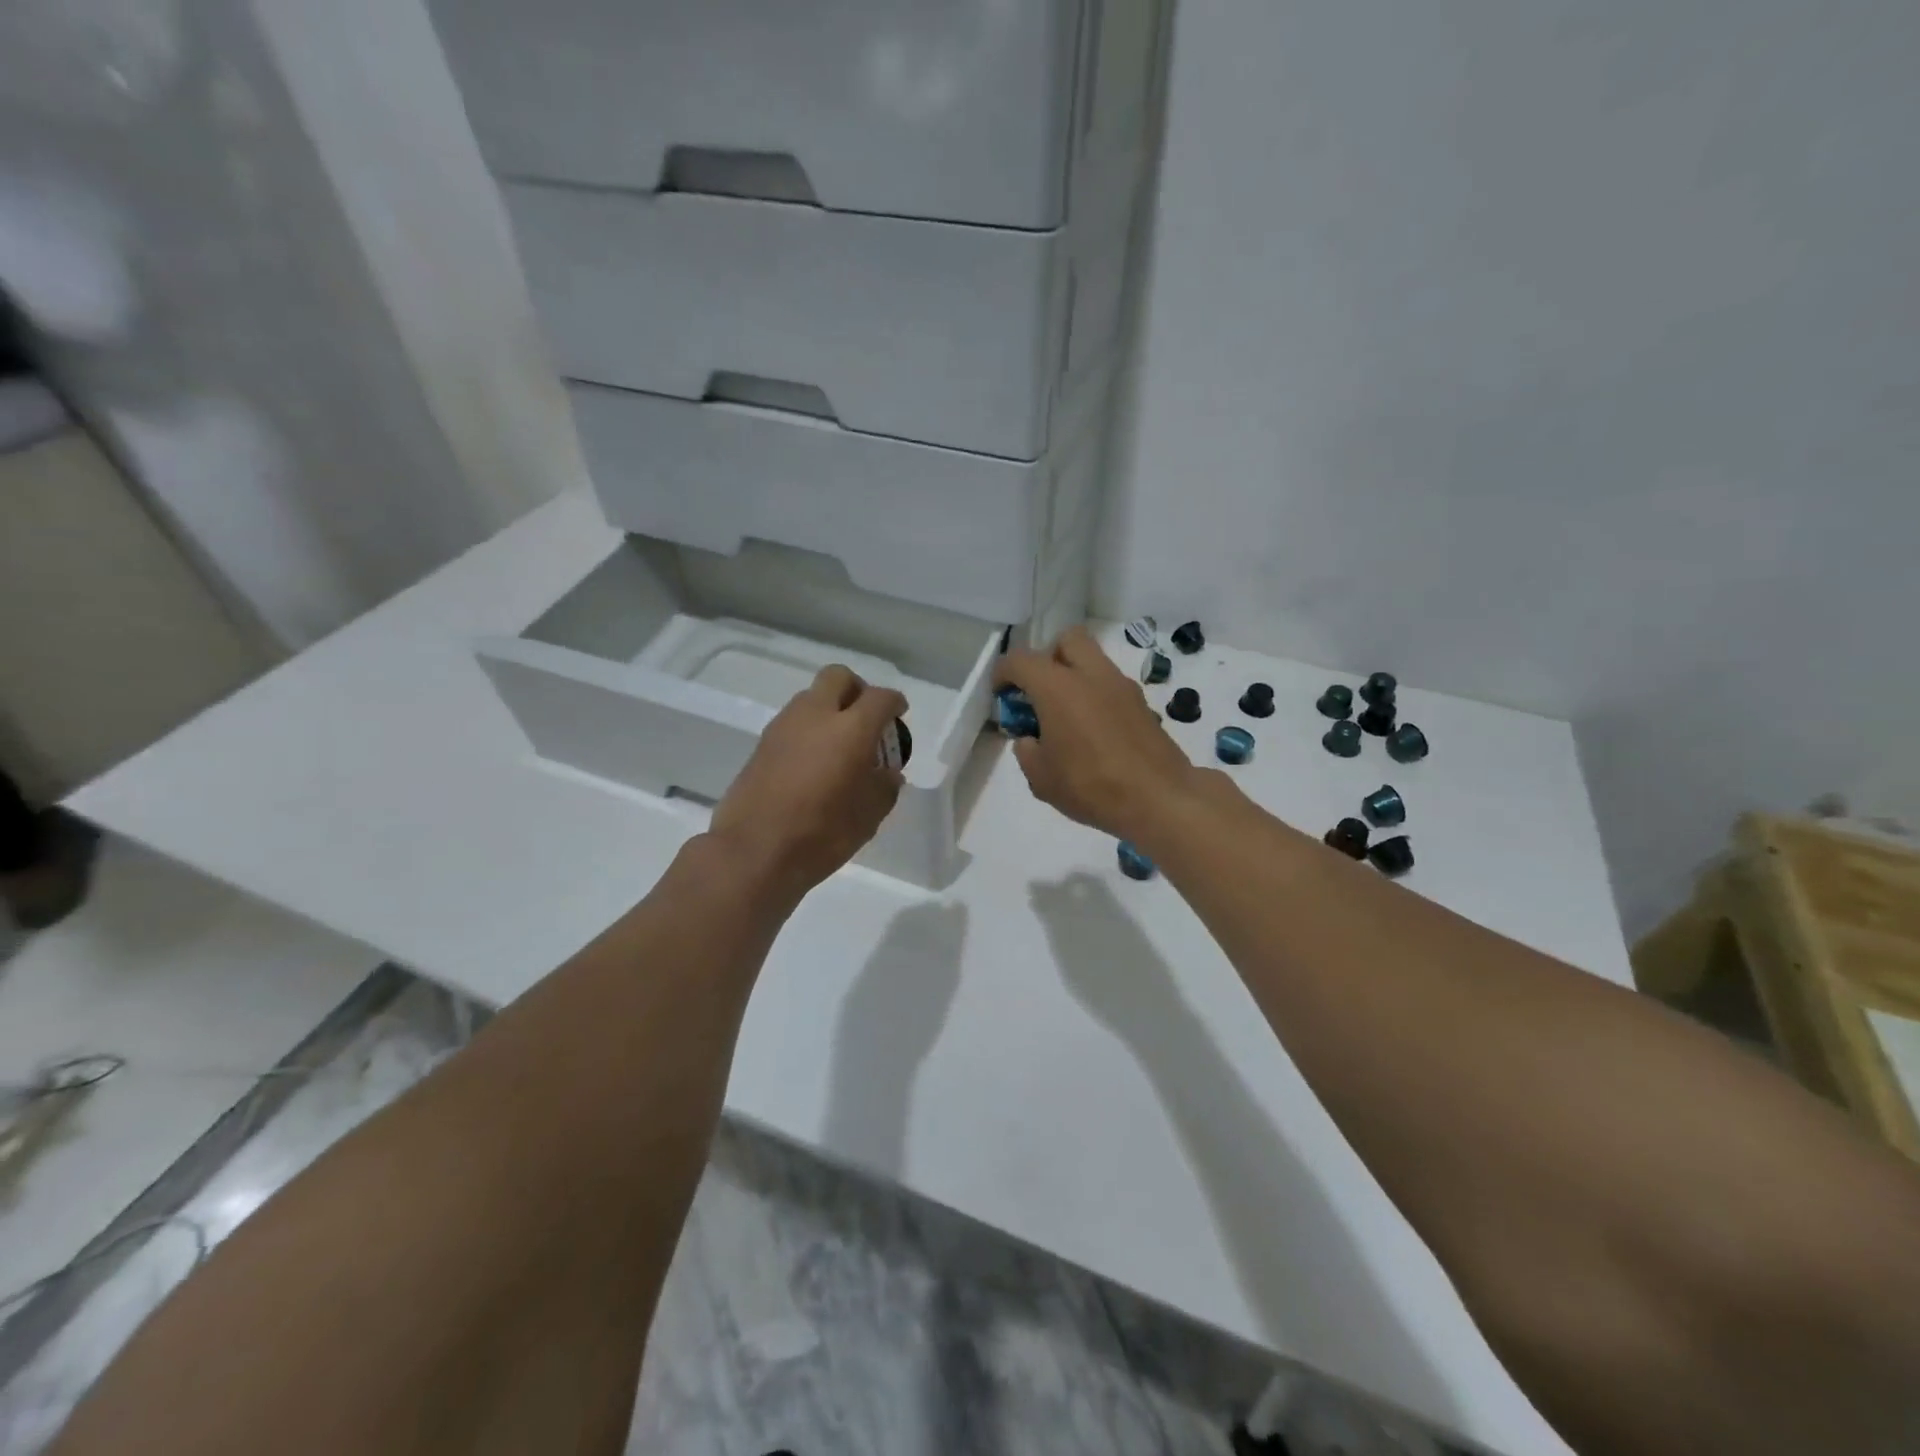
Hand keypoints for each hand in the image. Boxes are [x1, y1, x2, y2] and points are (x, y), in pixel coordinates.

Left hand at [708, 665, 908, 898]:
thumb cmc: (821, 835)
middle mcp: (815, 716)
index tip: (899, 715)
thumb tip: (887, 774)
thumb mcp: (868, 817)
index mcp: (850, 729)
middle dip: (857, 690)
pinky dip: (808, 730)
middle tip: (866, 718)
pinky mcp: (761, 744)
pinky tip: (814, 762)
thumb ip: (884, 788)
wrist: (753, 852)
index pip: (879, 698)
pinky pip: (792, 722)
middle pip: (838, 677)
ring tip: (839, 744)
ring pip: (811, 697)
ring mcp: (783, 727)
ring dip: (829, 709)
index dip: (894, 703)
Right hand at [995, 627, 1202, 843]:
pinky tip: (1093, 731)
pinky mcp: (1142, 704)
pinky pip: (1111, 685)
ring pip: (1093, 660)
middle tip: (1040, 692)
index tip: (1000, 694)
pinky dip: (1096, 696)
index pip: (1020, 660)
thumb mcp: (1041, 779)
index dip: (1003, 673)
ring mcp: (1122, 686)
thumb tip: (1030, 740)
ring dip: (1075, 675)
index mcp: (1058, 687)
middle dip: (1048, 657)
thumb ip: (1027, 752)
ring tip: (1067, 716)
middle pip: (1066, 640)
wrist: (1160, 799)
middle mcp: (1091, 675)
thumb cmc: (1091, 786)